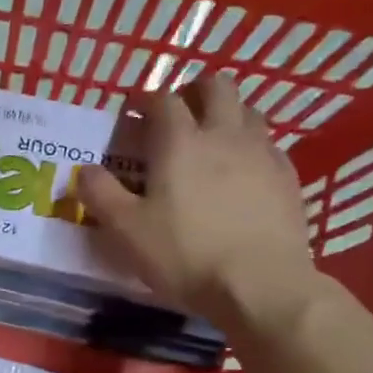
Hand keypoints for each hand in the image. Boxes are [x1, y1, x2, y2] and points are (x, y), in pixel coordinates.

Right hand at [76, 73, 318, 338]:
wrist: (260, 284)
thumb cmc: (184, 254)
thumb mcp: (126, 230)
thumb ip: (100, 195)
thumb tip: (85, 171)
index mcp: (179, 141)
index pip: (163, 99)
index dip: (146, 101)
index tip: (134, 113)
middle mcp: (223, 134)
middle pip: (216, 87)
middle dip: (195, 91)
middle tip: (179, 114)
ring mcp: (262, 152)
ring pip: (248, 110)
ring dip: (227, 114)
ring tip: (212, 139)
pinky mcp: (288, 177)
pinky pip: (268, 145)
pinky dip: (251, 146)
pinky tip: (243, 171)